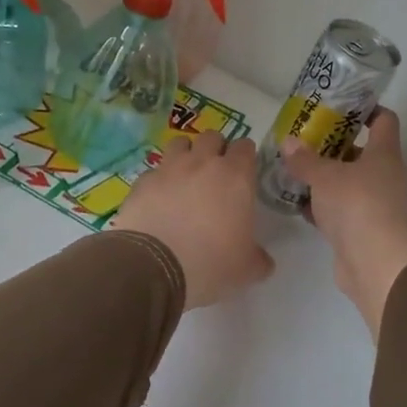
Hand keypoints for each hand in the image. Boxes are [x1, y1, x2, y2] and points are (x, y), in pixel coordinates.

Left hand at [114, 131, 274, 309]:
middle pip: (212, 137)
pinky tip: (159, 199)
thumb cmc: (211, 262)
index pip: (245, 146)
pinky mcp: (143, 180)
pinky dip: (159, 179)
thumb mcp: (246, 269)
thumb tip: (263, 261)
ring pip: (180, 143)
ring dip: (186, 153)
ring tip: (186, 176)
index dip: (245, 156)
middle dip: (216, 149)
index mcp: (235, 176)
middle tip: (216, 173)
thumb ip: (258, 258)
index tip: (244, 171)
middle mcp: (203, 163)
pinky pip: (155, 170)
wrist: (155, 265)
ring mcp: (170, 168)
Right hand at [279, 109, 406, 337]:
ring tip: (297, 167)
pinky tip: (299, 202)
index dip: (366, 109)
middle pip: (362, 151)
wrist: (374, 263)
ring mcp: (377, 204)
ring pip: (350, 181)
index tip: (341, 105)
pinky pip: (342, 208)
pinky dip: (324, 204)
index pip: (384, 120)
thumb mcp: (324, 176)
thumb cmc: (356, 205)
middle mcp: (385, 176)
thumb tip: (288, 142)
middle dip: (335, 144)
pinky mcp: (364, 228)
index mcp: (384, 154)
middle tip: (307, 137)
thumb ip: (304, 159)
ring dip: (327, 176)